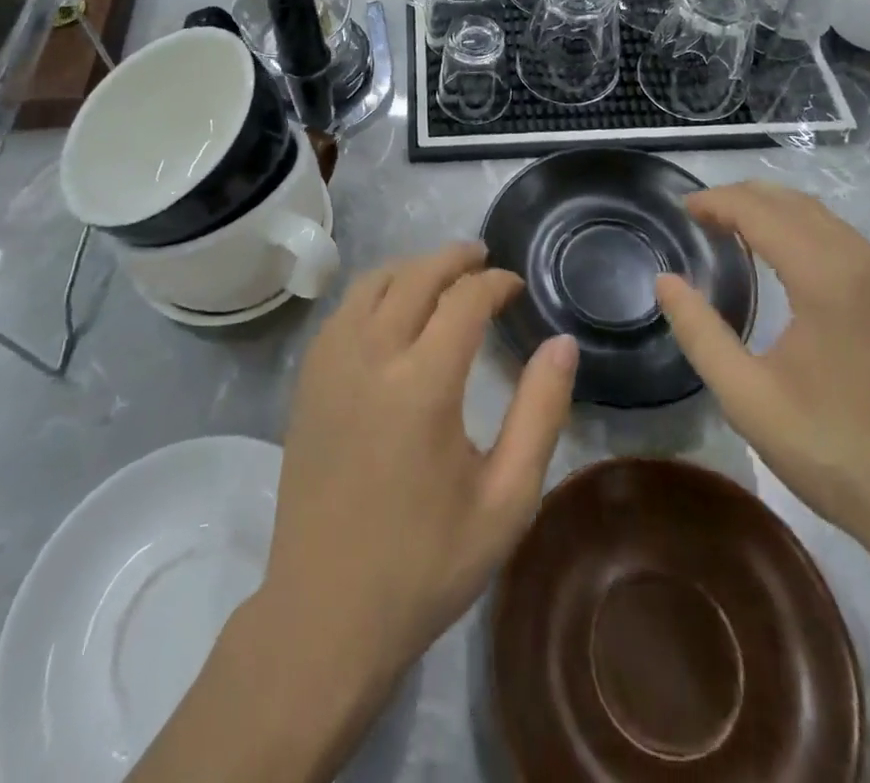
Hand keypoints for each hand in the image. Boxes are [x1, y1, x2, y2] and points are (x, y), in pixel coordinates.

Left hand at [260, 241, 577, 692]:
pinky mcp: (307, 381)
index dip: (495, 282)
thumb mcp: (506, 500)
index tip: (516, 288)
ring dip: (411, 268)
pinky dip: (375, 292)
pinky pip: (344, 310)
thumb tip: (562, 344)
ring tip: (441, 276)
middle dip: (454, 258)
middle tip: (482, 259)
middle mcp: (371, 356)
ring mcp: (330, 364)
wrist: (326, 613)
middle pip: (415, 275)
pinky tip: (392, 311)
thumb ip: (540, 412)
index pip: (464, 298)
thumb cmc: (426, 563)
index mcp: (422, 383)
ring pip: (372, 283)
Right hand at [654, 182, 869, 555]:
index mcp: (828, 279)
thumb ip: (699, 332)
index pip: (762, 213)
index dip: (718, 202)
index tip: (683, 208)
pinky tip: (785, 259)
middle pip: (796, 204)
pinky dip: (806, 232)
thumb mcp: (747, 397)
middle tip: (702, 213)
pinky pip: (847, 242)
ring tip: (734, 227)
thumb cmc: (832, 451)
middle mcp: (865, 265)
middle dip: (744, 197)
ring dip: (776, 212)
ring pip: (825, 220)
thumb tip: (665, 282)